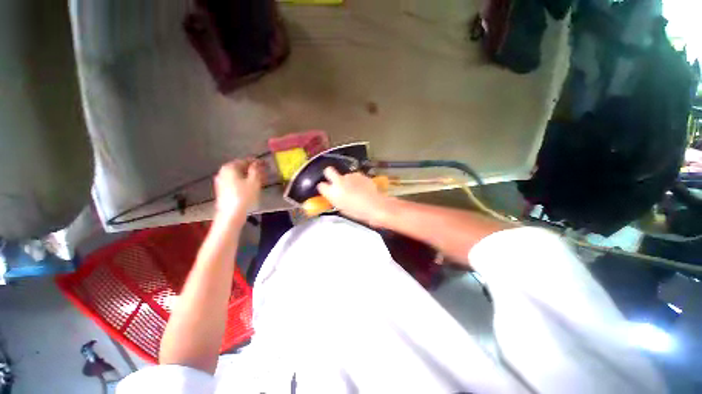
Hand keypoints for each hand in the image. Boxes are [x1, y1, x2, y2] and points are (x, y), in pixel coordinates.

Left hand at [214, 159, 263, 221]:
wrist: (231, 214)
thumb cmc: (244, 196)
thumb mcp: (254, 181)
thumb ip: (256, 170)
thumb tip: (257, 163)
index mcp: (229, 167)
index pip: (245, 161)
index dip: (257, 162)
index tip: (265, 164)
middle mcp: (223, 172)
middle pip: (240, 168)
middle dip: (252, 170)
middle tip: (264, 172)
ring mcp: (221, 182)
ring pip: (238, 176)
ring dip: (249, 176)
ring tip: (260, 180)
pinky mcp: (222, 191)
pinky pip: (235, 182)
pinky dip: (244, 182)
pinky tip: (251, 187)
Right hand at [317, 167, 389, 224]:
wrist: (374, 205)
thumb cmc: (357, 211)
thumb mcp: (342, 208)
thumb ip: (335, 199)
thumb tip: (335, 195)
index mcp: (332, 192)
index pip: (321, 185)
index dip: (323, 187)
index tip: (326, 189)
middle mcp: (338, 181)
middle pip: (328, 170)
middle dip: (329, 173)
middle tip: (335, 180)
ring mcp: (350, 176)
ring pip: (344, 174)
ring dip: (347, 180)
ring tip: (355, 188)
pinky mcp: (360, 174)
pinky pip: (355, 176)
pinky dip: (357, 180)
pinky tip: (363, 187)